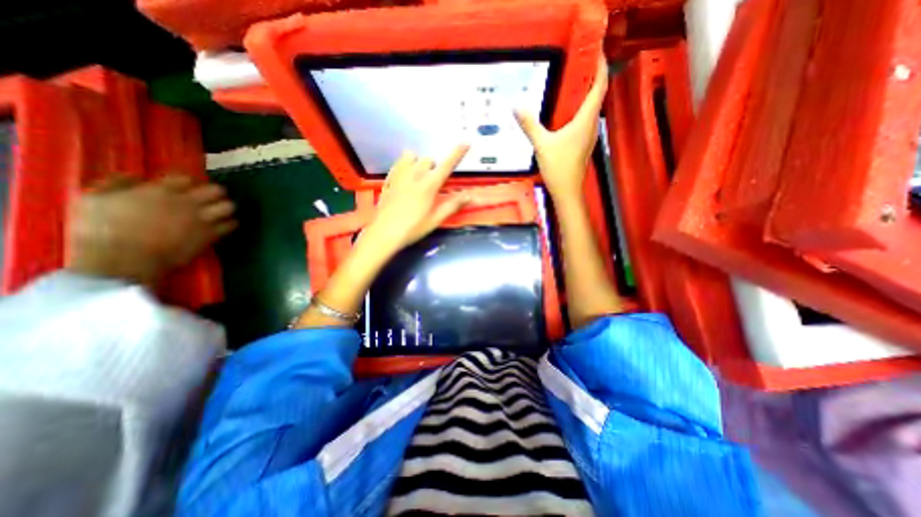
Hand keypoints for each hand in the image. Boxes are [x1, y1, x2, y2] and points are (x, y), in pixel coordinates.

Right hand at [68, 174, 236, 285]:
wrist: (123, 260)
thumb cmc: (101, 231)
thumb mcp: (94, 199)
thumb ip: (116, 184)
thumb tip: (134, 177)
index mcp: (160, 190)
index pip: (186, 178)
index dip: (189, 183)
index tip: (187, 188)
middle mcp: (187, 202)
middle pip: (216, 190)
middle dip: (215, 193)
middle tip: (210, 199)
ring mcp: (202, 219)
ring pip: (229, 206)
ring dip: (226, 208)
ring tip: (220, 212)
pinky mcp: (211, 235)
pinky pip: (232, 225)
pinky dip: (231, 224)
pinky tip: (225, 226)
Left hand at [362, 145, 469, 254]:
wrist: (384, 233)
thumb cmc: (413, 229)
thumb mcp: (435, 220)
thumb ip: (452, 206)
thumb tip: (469, 196)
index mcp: (429, 186)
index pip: (446, 166)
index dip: (457, 154)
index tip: (465, 143)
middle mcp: (414, 175)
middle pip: (428, 159)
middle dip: (433, 167)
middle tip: (433, 183)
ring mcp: (399, 176)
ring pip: (411, 156)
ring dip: (418, 163)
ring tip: (418, 176)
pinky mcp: (389, 180)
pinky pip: (398, 163)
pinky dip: (405, 166)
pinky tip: (405, 178)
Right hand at [515, 54, 609, 201]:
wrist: (567, 190)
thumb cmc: (559, 167)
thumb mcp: (542, 144)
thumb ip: (530, 125)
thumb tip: (516, 106)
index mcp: (585, 120)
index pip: (599, 86)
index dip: (600, 66)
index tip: (595, 51)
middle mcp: (591, 124)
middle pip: (596, 95)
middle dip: (591, 76)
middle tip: (577, 63)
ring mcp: (588, 135)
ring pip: (591, 108)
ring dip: (584, 94)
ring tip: (570, 83)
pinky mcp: (583, 143)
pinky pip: (584, 120)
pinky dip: (578, 110)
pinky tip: (564, 112)